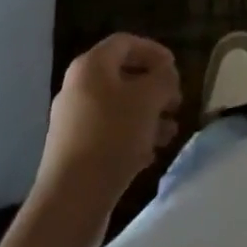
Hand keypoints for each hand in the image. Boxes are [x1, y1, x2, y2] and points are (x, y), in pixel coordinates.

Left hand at [38, 34, 181, 202]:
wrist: (70, 203)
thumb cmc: (112, 136)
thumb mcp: (149, 99)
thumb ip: (163, 78)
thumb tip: (166, 74)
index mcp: (90, 66)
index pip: (126, 43)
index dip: (154, 51)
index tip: (175, 69)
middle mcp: (77, 88)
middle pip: (122, 77)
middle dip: (153, 89)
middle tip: (175, 103)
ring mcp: (72, 123)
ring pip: (117, 109)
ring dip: (146, 116)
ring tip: (170, 133)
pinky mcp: (73, 154)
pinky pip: (107, 135)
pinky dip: (131, 139)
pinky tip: (150, 155)